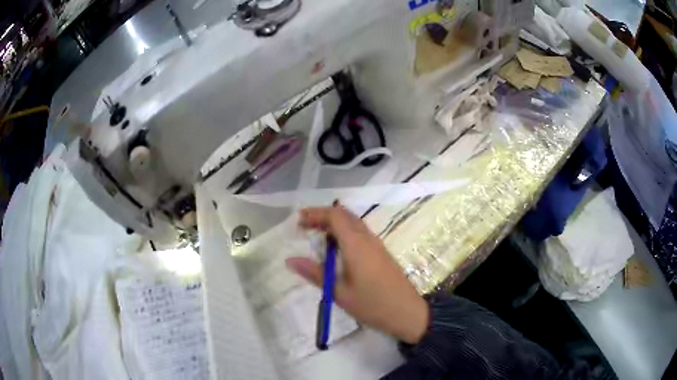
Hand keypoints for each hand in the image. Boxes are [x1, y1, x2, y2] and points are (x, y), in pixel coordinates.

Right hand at [286, 205, 428, 344]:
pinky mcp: (381, 253)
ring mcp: (376, 245)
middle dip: (323, 216)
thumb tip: (290, 260)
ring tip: (316, 237)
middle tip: (304, 227)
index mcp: (356, 244)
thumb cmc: (373, 305)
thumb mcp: (339, 293)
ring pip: (353, 223)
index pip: (335, 216)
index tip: (299, 221)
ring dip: (334, 224)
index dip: (316, 213)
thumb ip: (315, 273)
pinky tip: (336, 250)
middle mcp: (367, 239)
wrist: (408, 313)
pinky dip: (344, 233)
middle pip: (344, 215)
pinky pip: (360, 233)